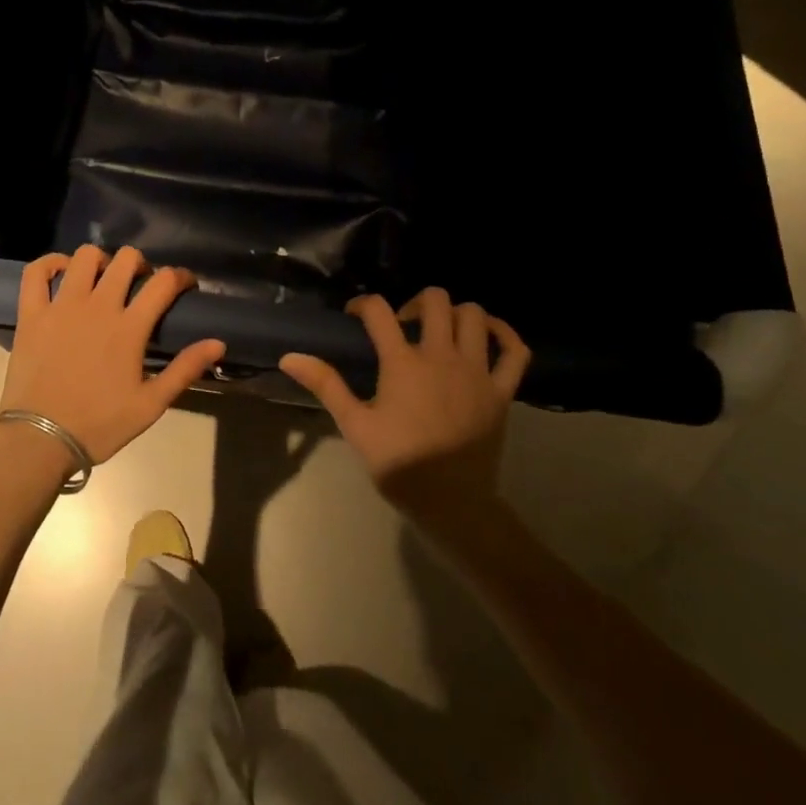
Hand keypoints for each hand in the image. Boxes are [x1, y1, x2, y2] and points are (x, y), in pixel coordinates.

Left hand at [1, 245, 225, 463]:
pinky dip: (51, 263)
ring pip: (85, 256)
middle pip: (126, 259)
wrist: (40, 440)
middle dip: (140, 264)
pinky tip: (62, 272)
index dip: (180, 276)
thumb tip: (218, 343)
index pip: (163, 282)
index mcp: (129, 327)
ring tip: (103, 280)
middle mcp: (98, 306)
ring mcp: (61, 306)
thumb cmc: (99, 424)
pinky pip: (37, 272)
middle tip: (140, 284)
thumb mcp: (150, 405)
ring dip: (101, 261)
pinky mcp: (32, 313)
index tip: (184, 285)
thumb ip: (184, 369)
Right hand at [280, 288, 529, 515]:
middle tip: (403, 325)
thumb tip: (289, 356)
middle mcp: (442, 356)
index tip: (355, 315)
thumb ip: (325, 384)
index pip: (378, 311)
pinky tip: (488, 335)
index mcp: (403, 363)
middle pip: (435, 300)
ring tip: (440, 331)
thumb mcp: (355, 425)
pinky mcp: (503, 391)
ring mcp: (477, 371)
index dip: (363, 304)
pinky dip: (505, 334)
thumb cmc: (398, 463)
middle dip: (415, 302)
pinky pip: (516, 351)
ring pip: (475, 315)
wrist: (451, 504)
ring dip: (455, 313)